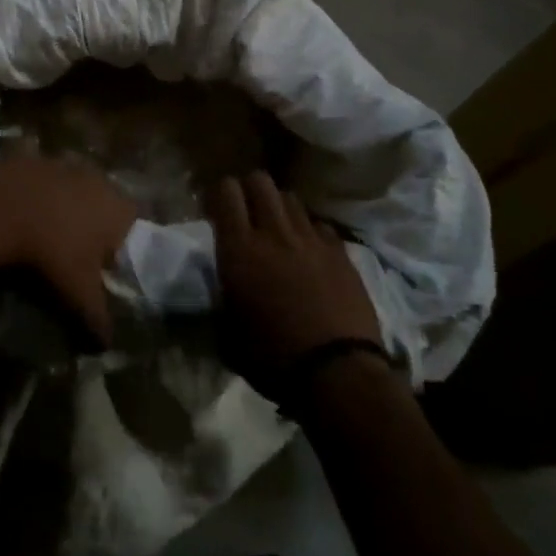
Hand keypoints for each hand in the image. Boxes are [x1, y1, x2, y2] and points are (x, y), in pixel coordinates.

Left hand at [0, 153, 137, 343]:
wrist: (1, 210)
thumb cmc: (52, 252)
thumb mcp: (78, 293)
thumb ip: (98, 318)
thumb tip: (107, 345)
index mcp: (116, 206)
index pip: (131, 221)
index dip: (119, 242)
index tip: (101, 263)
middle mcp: (95, 177)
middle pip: (102, 200)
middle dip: (90, 221)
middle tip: (71, 249)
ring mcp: (62, 163)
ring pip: (70, 186)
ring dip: (61, 204)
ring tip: (42, 232)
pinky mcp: (31, 157)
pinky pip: (38, 178)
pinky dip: (32, 193)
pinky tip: (18, 214)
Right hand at [205, 172, 380, 392]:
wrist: (339, 374)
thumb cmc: (274, 359)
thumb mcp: (229, 334)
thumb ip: (222, 299)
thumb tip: (221, 291)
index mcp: (239, 249)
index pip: (226, 191)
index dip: (218, 194)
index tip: (215, 212)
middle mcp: (273, 232)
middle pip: (260, 181)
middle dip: (249, 190)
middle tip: (246, 214)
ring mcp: (310, 238)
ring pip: (290, 197)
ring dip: (279, 207)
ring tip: (279, 230)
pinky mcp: (340, 252)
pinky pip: (319, 224)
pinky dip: (310, 231)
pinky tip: (310, 252)